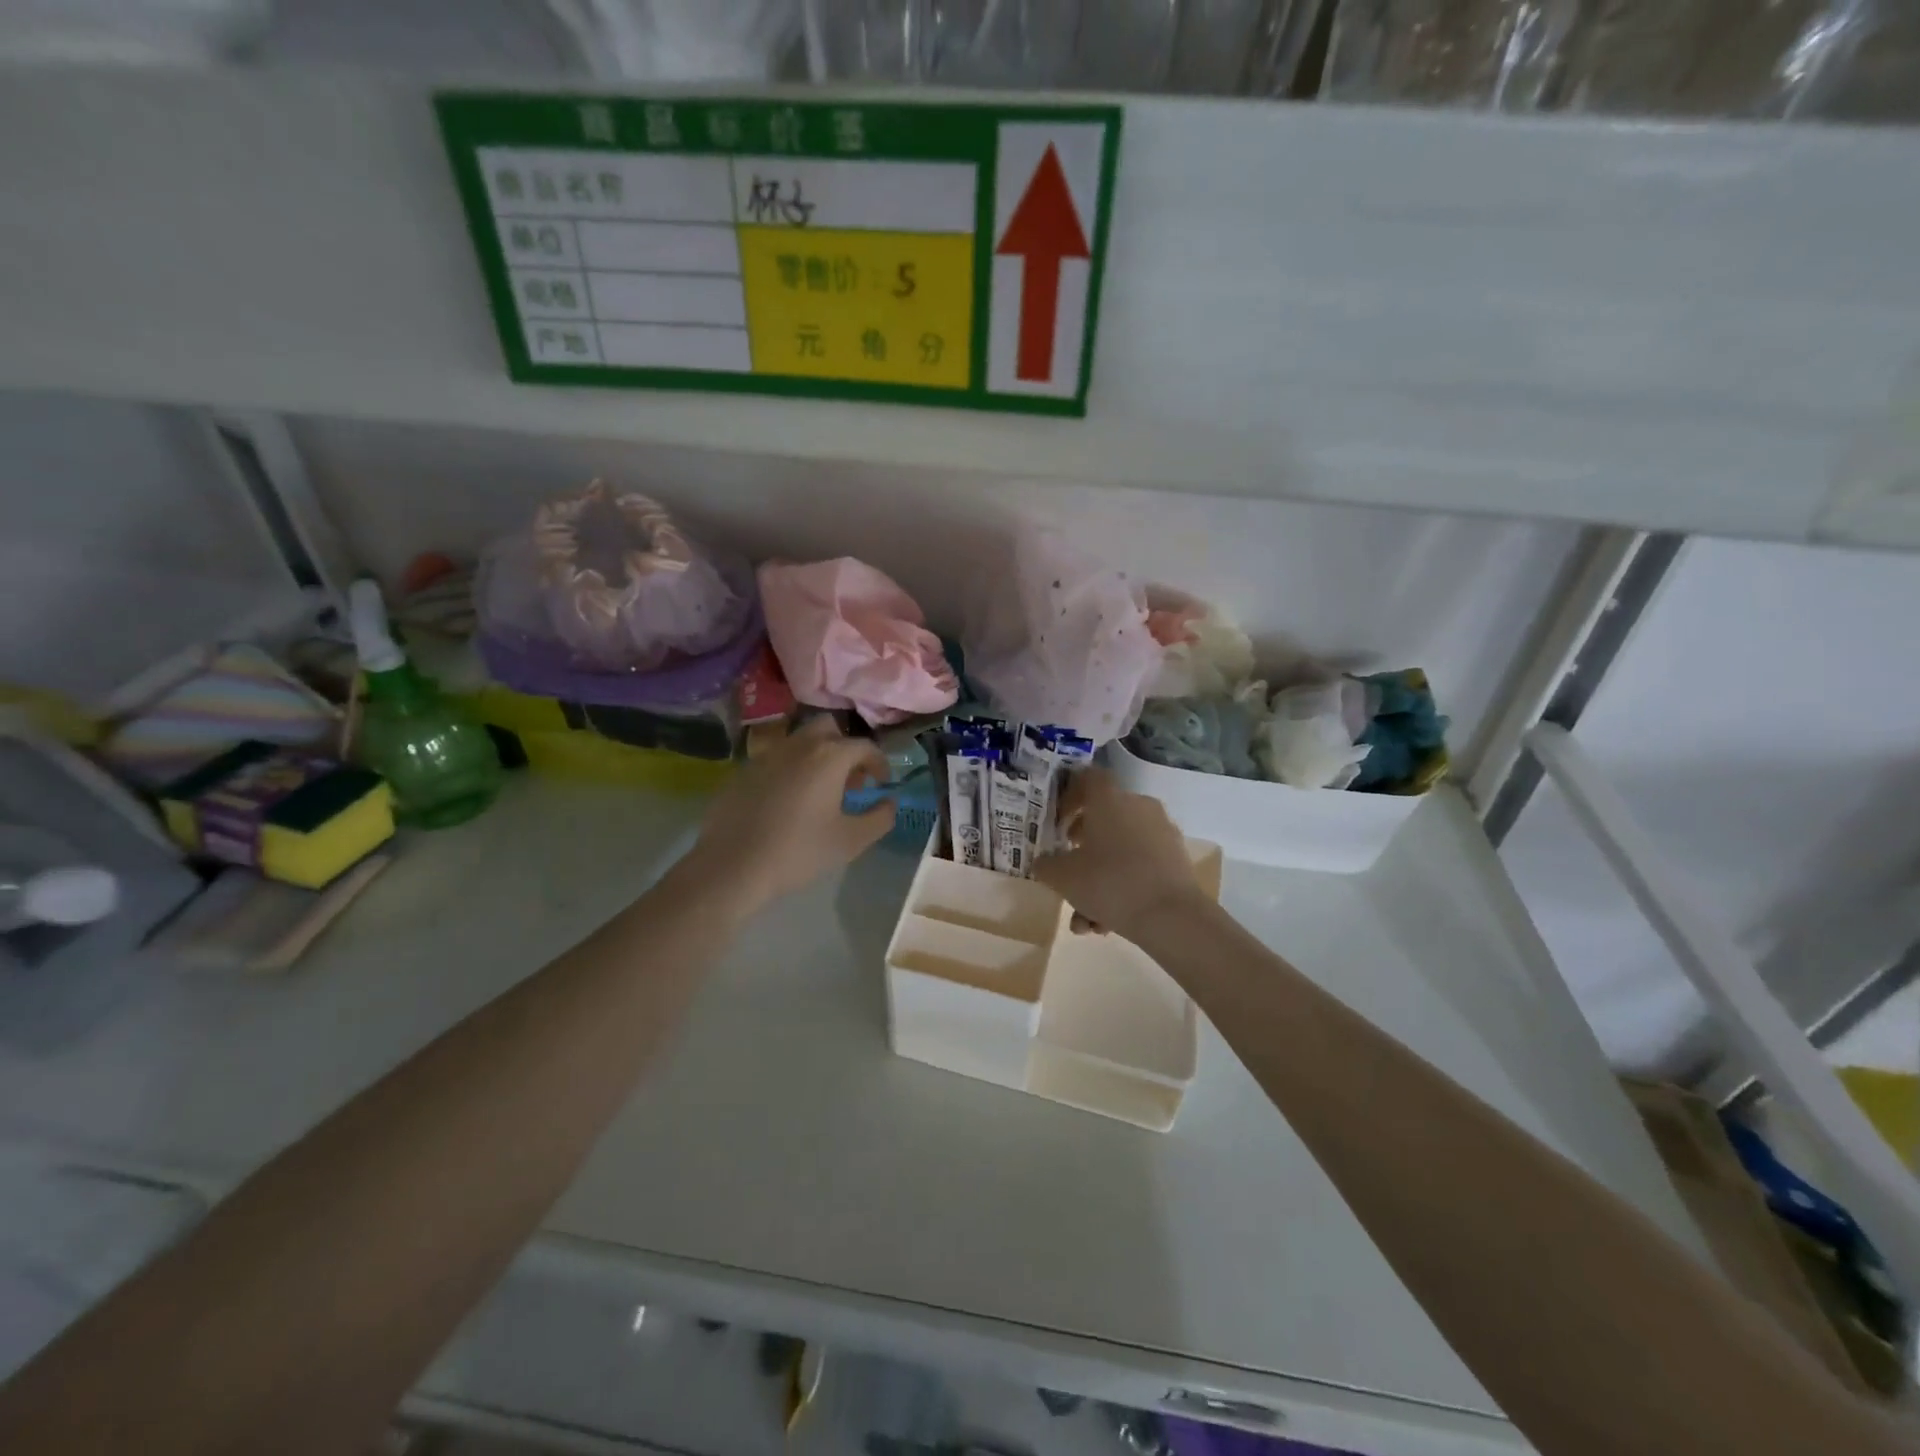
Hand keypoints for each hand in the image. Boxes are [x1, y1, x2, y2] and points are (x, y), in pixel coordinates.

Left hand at [681, 717, 894, 915]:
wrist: (731, 866)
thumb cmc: (799, 851)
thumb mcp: (850, 841)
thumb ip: (880, 818)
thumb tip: (889, 803)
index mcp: (828, 757)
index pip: (864, 746)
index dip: (878, 763)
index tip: (882, 783)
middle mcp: (798, 745)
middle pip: (829, 729)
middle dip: (845, 748)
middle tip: (850, 780)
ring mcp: (766, 756)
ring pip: (799, 741)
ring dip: (817, 757)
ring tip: (820, 792)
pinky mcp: (742, 771)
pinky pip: (775, 760)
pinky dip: (791, 770)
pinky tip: (788, 802)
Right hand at [1034, 768, 1208, 941]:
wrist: (1171, 917)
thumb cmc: (1109, 883)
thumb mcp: (1063, 877)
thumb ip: (1046, 866)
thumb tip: (1044, 863)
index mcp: (1109, 799)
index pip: (1087, 778)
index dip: (1069, 796)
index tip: (1057, 822)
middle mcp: (1138, 807)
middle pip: (1103, 820)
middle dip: (1081, 851)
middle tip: (1067, 873)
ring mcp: (1161, 832)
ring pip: (1120, 851)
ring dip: (1098, 881)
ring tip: (1085, 920)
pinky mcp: (1176, 859)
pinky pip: (1140, 866)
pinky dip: (1122, 888)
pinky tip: (1107, 924)